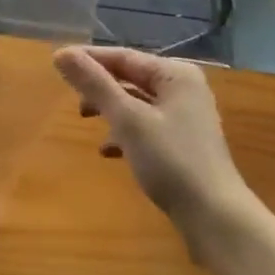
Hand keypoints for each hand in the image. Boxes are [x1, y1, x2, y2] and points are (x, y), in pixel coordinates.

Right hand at [53, 46, 255, 253]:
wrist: (217, 220)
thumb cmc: (172, 161)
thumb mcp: (128, 119)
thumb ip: (95, 84)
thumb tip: (61, 53)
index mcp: (175, 74)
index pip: (123, 57)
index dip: (89, 59)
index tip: (57, 62)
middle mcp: (183, 88)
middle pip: (131, 78)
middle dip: (100, 87)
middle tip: (72, 98)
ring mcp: (186, 117)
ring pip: (137, 103)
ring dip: (110, 110)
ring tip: (85, 119)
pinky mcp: (183, 144)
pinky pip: (146, 126)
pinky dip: (125, 133)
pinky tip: (108, 151)